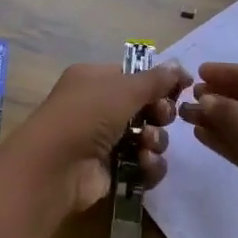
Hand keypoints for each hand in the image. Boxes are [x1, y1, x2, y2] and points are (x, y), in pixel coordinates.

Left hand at [0, 59, 191, 221]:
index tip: (182, 88)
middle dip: (160, 113)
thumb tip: (179, 66)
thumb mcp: (123, 89)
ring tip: (147, 143)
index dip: (159, 83)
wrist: (55, 167)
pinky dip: (149, 164)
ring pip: (148, 137)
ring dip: (155, 140)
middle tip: (160, 117)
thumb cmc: (86, 115)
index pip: (134, 76)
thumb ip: (155, 80)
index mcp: (94, 80)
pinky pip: (143, 164)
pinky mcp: (112, 170)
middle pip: (146, 107)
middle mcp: (98, 107)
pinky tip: (144, 163)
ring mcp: (105, 141)